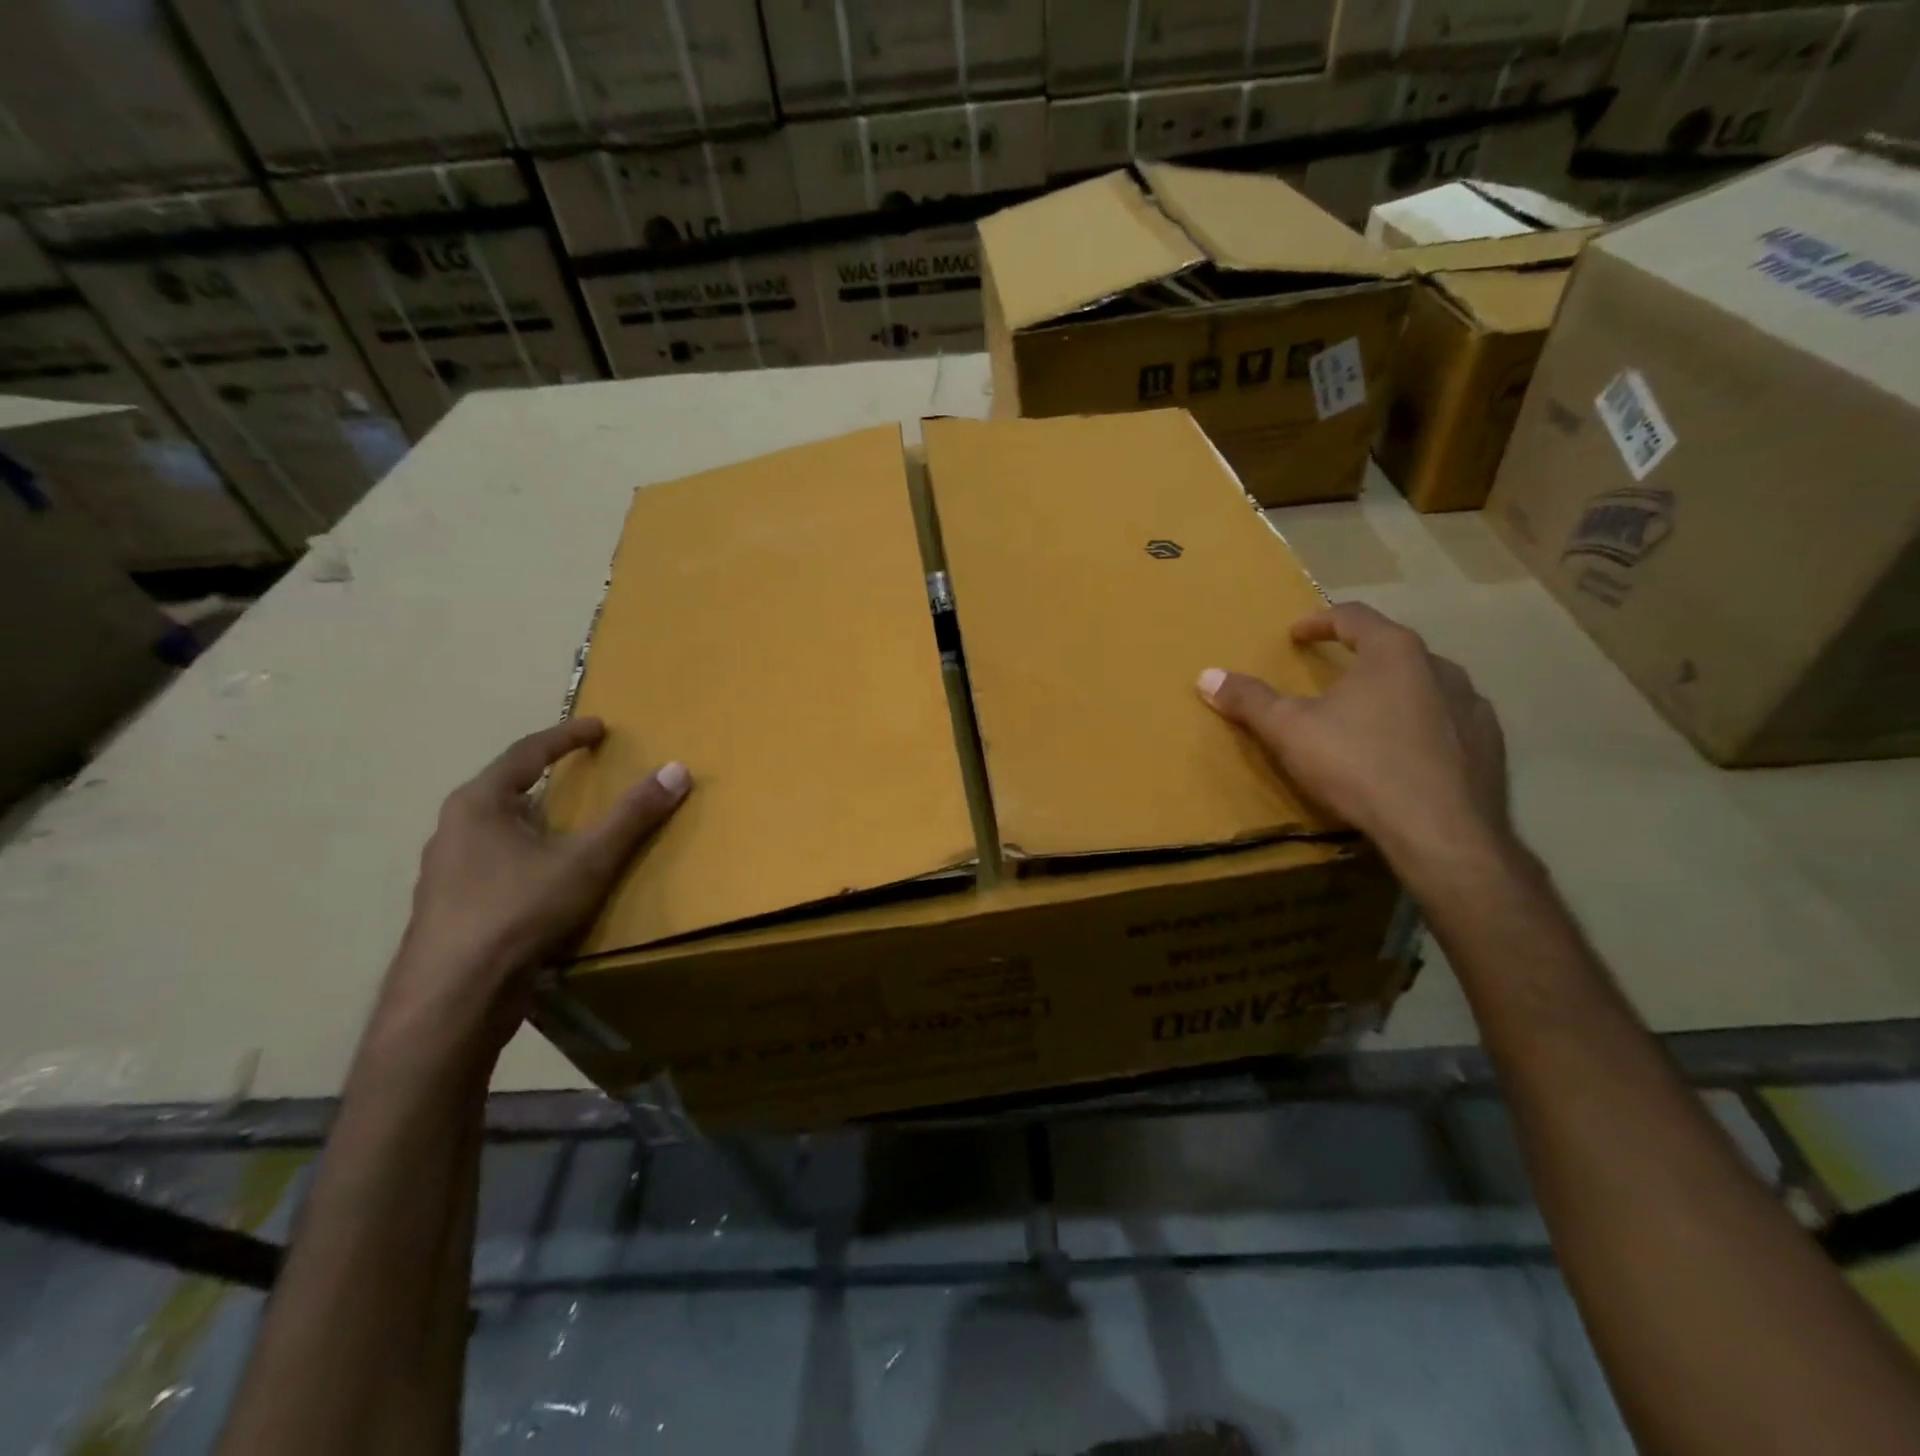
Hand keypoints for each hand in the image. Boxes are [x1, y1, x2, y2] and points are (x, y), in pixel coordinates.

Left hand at [376, 717, 690, 1056]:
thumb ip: (633, 815)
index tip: (599, 728)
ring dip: (537, 822)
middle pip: (509, 790)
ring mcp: (446, 872)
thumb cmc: (518, 912)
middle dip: (549, 780)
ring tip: (571, 828)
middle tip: (586, 776)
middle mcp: (454, 830)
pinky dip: (527, 857)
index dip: (567, 736)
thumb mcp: (588, 860)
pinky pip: (496, 865)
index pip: (527, 753)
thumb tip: (677, 770)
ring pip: (500, 832)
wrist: (453, 998)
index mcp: (479, 804)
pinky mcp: (451, 909)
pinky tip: (548, 880)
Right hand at [1197, 603, 1508, 882]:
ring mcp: (1473, 707)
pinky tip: (1406, 753)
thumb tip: (1206, 676)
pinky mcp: (1490, 746)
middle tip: (1330, 676)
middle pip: (1392, 648)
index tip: (1296, 635)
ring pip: (1426, 685)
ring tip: (1368, 715)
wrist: (1440, 833)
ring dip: (1394, 691)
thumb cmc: (1359, 766)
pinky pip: (1449, 722)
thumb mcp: (1289, 731)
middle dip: (1358, 658)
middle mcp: (1441, 668)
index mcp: (1394, 652)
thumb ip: (1249, 700)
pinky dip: (1423, 726)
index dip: (1319, 622)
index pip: (1353, 617)